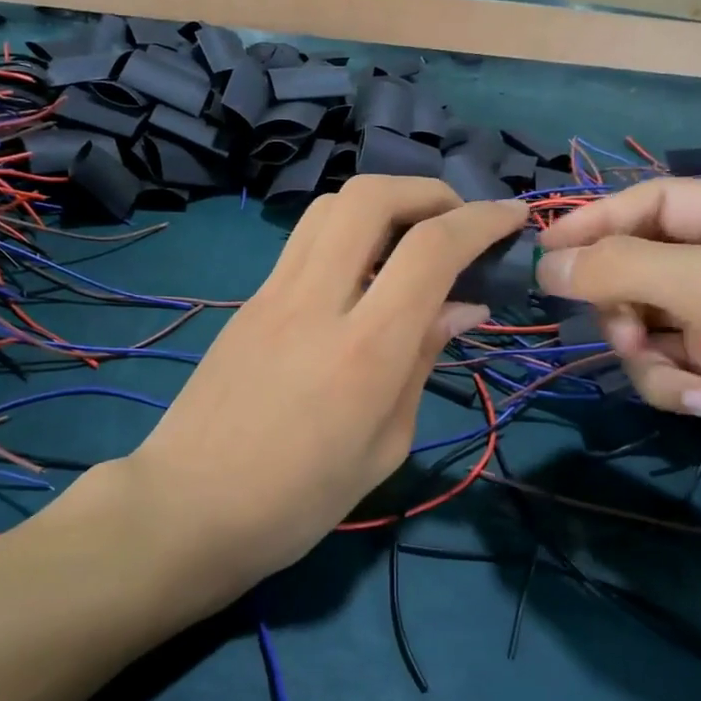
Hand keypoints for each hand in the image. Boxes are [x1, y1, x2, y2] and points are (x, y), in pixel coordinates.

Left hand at [120, 175, 528, 602]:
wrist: (187, 510)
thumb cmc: (298, 502)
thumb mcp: (384, 446)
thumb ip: (422, 363)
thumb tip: (460, 307)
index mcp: (365, 350)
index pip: (431, 250)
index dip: (481, 220)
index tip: (513, 216)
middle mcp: (316, 302)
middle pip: (369, 197)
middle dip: (426, 190)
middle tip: (456, 218)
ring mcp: (272, 295)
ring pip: (328, 207)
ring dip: (381, 202)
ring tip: (409, 236)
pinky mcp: (247, 302)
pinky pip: (303, 243)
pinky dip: (345, 234)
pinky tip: (360, 275)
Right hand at [536, 178, 700, 517]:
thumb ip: (624, 268)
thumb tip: (545, 265)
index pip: (654, 200)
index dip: (596, 221)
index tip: (544, 254)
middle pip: (638, 262)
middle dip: (627, 305)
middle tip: (629, 335)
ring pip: (640, 317)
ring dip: (648, 353)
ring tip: (685, 379)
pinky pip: (659, 359)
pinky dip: (671, 382)